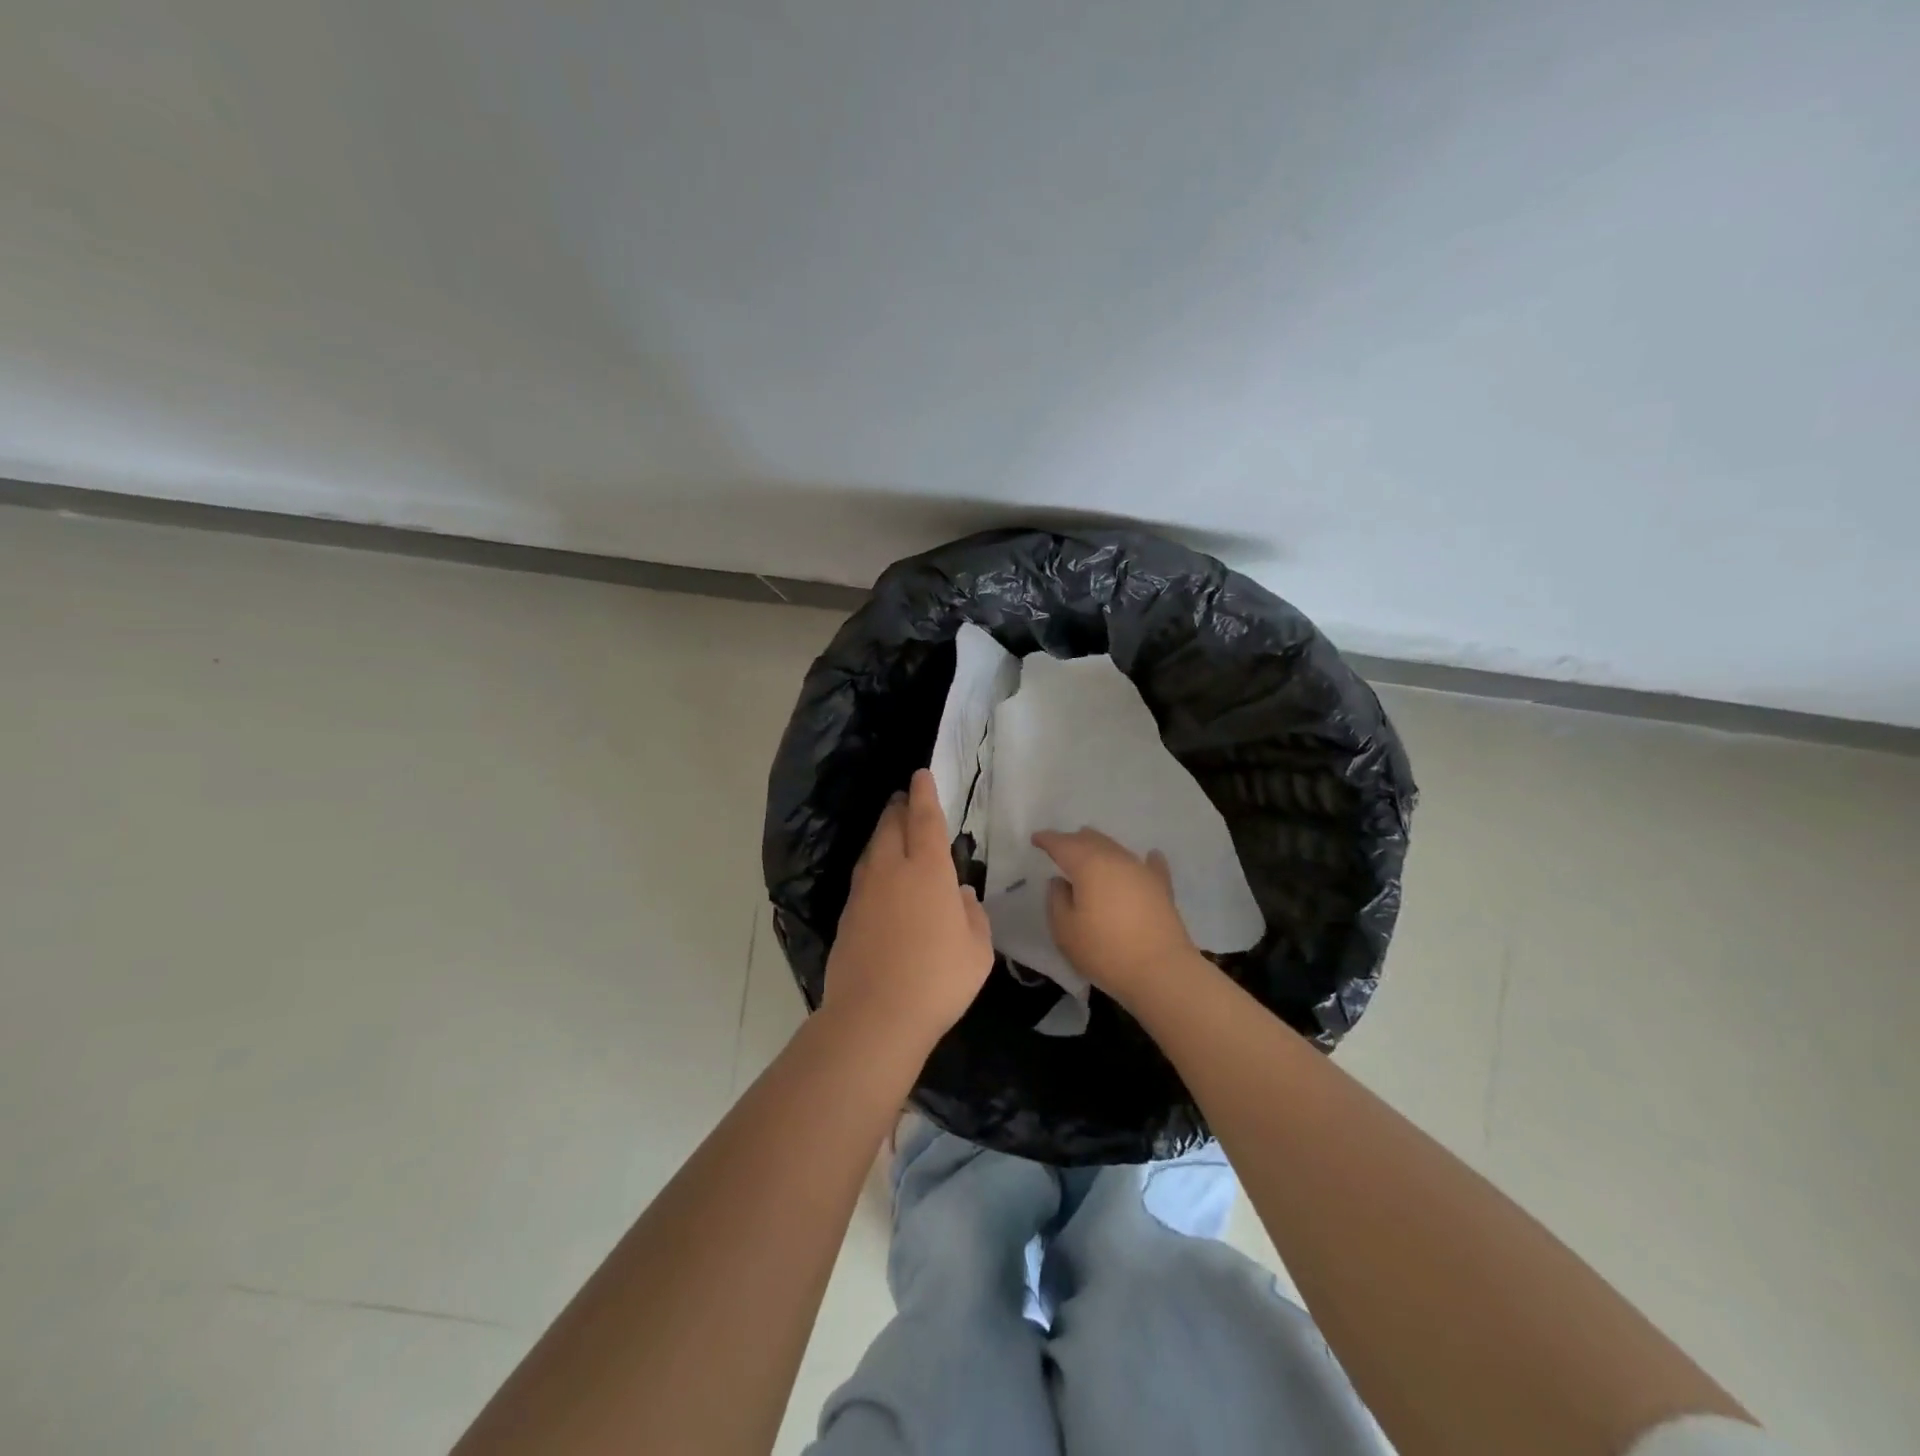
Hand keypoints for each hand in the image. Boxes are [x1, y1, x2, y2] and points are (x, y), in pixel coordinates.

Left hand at [825, 768, 993, 1048]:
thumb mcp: (977, 948)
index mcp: (927, 870)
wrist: (875, 1015)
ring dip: (883, 833)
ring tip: (891, 829)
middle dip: (899, 807)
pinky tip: (878, 878)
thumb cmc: (938, 979)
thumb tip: (960, 894)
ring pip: (872, 849)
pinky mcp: (847, 916)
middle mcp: (891, 870)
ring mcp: (864, 892)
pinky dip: (873, 865)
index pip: (924, 819)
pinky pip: (863, 876)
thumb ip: (972, 914)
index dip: (924, 794)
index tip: (920, 775)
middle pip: (891, 826)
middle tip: (904, 799)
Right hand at [1031, 828, 1199, 1004]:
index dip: (1048, 839)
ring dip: (1101, 848)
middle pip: (1091, 840)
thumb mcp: (1065, 930)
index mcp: (1088, 864)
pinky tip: (1150, 857)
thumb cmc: (1104, 951)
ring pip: (1117, 848)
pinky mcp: (1162, 887)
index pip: (1063, 844)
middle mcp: (1116, 859)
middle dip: (1074, 840)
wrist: (1161, 971)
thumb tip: (1060, 882)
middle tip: (1061, 848)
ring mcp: (1142, 871)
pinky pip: (1150, 865)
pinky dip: (1144, 860)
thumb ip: (1056, 900)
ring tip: (1092, 853)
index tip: (1036, 838)